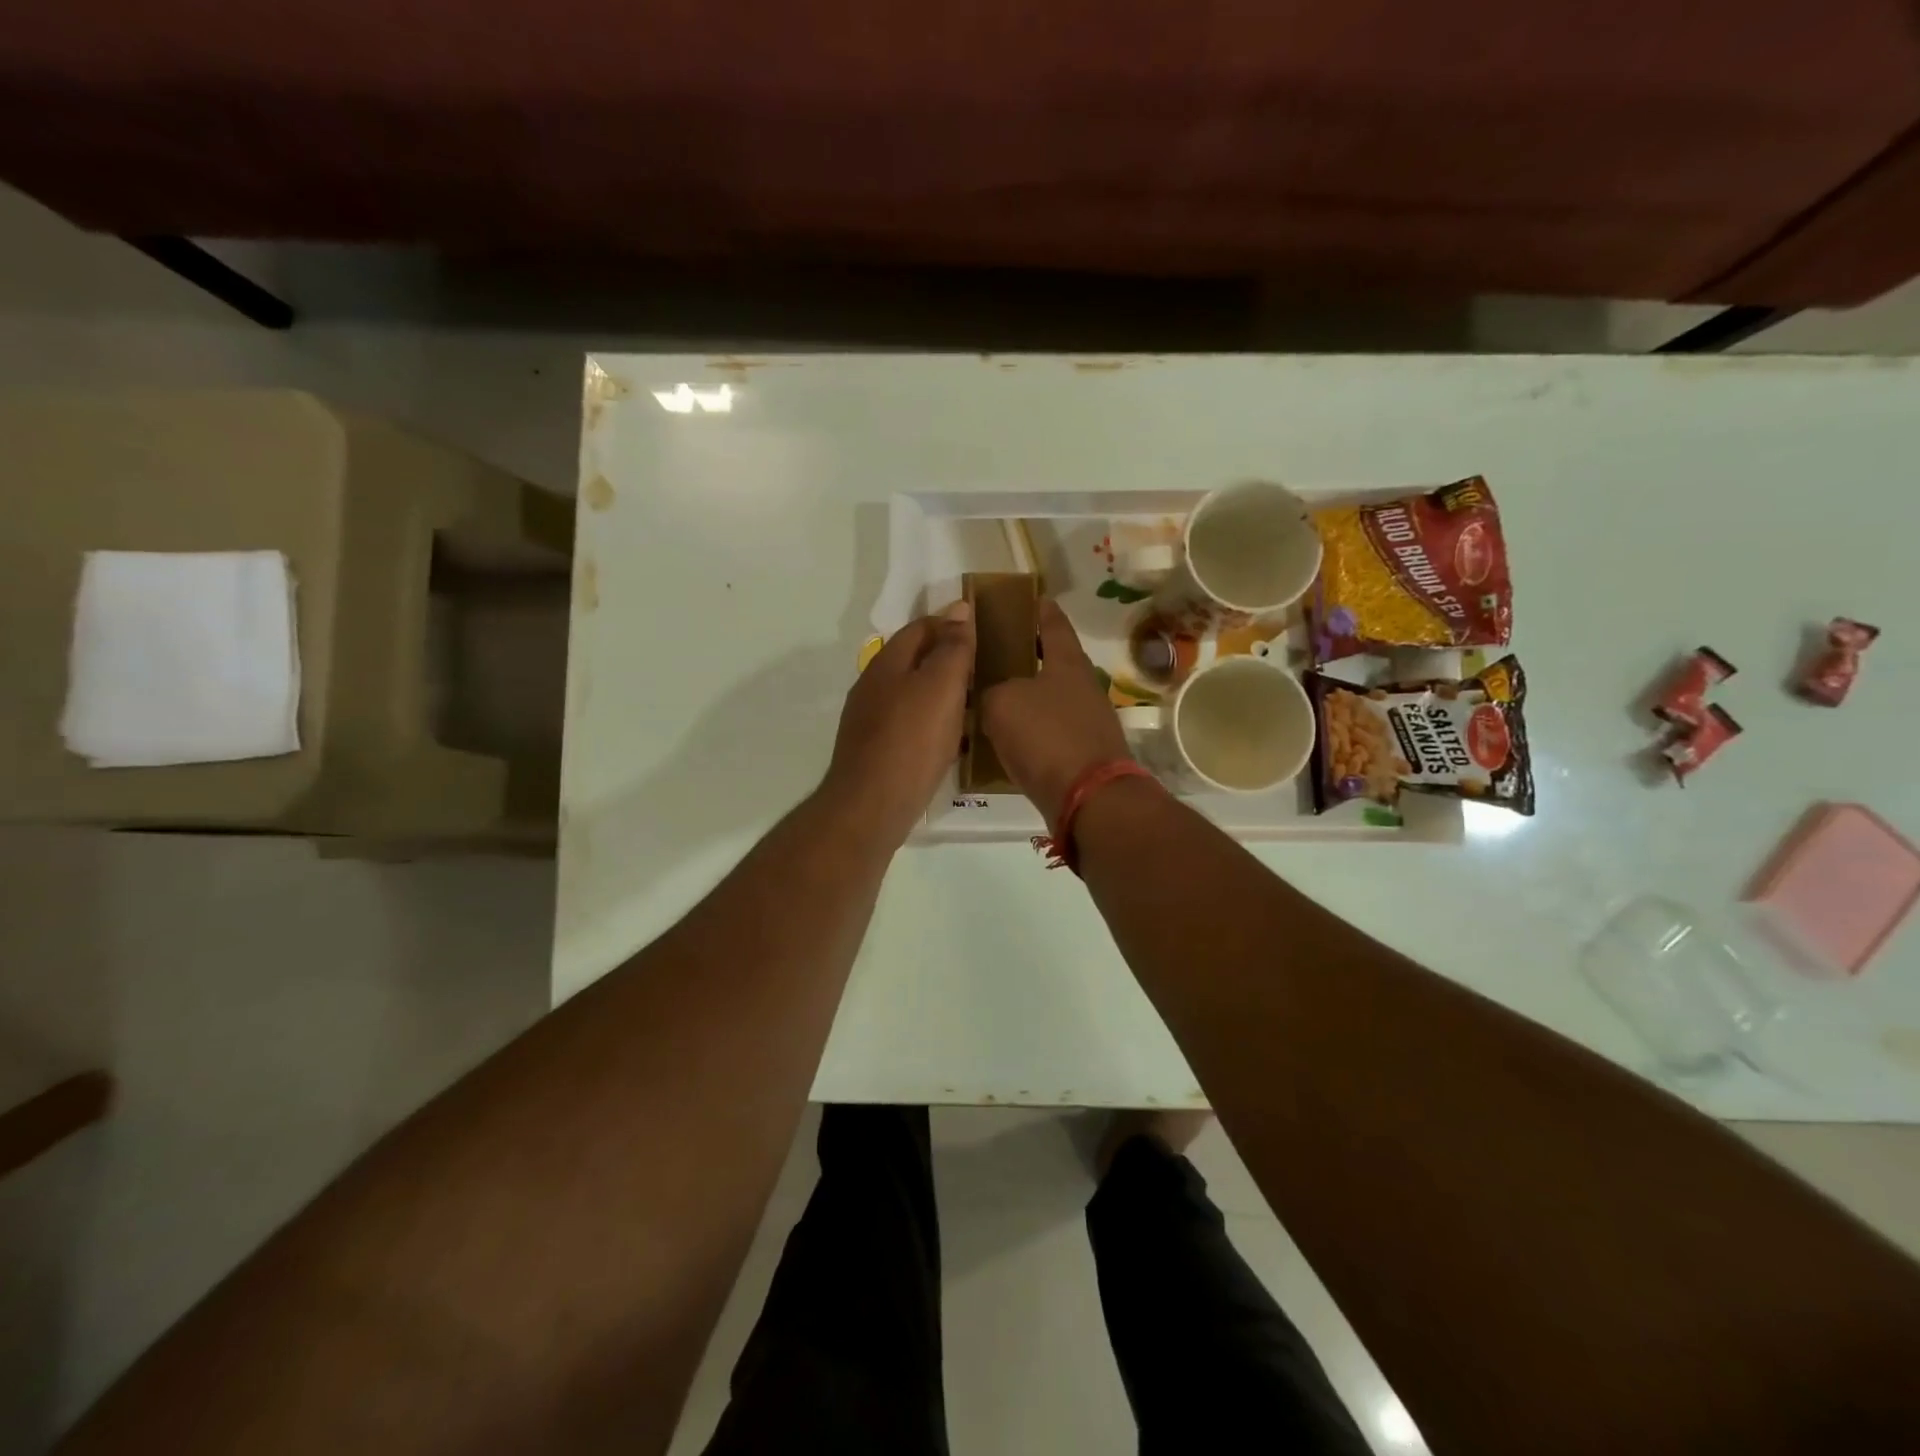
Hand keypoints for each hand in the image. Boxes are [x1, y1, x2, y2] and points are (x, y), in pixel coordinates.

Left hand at [823, 602, 975, 847]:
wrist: (872, 806)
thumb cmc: (911, 740)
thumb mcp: (941, 686)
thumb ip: (953, 648)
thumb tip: (959, 609)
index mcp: (887, 664)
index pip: (920, 628)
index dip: (950, 625)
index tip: (983, 633)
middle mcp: (872, 687)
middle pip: (913, 661)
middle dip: (946, 660)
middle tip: (983, 670)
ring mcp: (870, 721)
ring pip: (911, 695)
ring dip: (940, 694)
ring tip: (973, 704)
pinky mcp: (875, 751)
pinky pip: (909, 725)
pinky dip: (931, 723)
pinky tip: (949, 740)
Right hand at [981, 599, 1132, 826]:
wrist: (1089, 798)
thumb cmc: (1047, 737)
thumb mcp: (1002, 704)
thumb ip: (991, 690)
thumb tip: (993, 695)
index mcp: (1067, 662)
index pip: (1053, 622)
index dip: (1038, 608)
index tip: (1025, 598)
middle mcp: (1083, 686)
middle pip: (1052, 661)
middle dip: (1024, 655)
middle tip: (991, 654)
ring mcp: (1088, 721)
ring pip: (1049, 699)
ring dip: (1025, 696)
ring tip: (990, 698)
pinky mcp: (1084, 753)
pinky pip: (1050, 732)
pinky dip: (1030, 730)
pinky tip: (1005, 739)